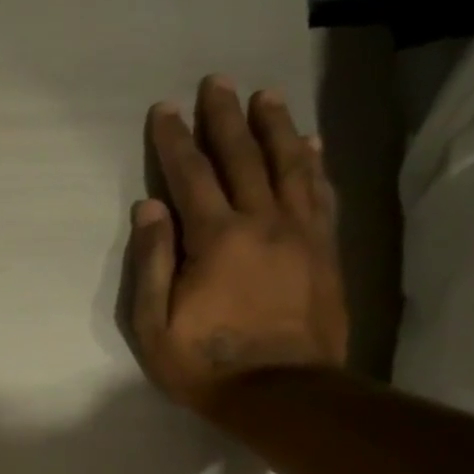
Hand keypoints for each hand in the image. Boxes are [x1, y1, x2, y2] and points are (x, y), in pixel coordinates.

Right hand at [124, 76, 347, 417]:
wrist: (281, 392)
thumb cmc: (205, 364)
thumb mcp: (155, 325)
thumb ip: (152, 263)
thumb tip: (149, 208)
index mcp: (215, 239)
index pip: (190, 177)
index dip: (175, 141)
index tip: (166, 109)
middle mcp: (261, 222)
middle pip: (242, 157)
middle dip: (225, 118)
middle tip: (217, 81)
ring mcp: (299, 233)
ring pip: (288, 165)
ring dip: (274, 126)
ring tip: (265, 96)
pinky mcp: (324, 249)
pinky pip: (320, 193)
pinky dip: (312, 163)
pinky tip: (309, 144)